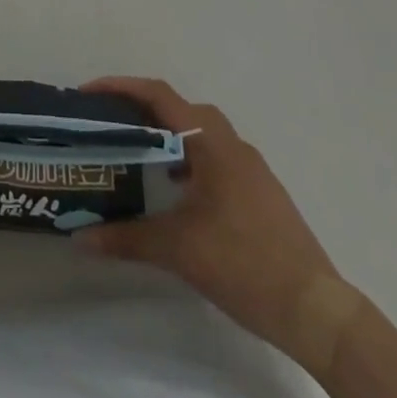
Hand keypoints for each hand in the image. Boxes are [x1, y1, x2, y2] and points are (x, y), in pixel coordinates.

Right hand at [73, 76, 347, 364]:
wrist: (316, 310)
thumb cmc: (243, 263)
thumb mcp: (178, 250)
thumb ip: (126, 238)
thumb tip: (80, 238)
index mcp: (211, 141)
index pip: (159, 95)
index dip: (120, 87)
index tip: (88, 94)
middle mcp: (231, 143)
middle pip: (178, 108)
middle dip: (141, 109)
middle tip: (108, 124)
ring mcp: (250, 166)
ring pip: (199, 132)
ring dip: (166, 135)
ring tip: (135, 155)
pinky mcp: (260, 190)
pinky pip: (215, 156)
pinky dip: (188, 158)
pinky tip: (175, 190)